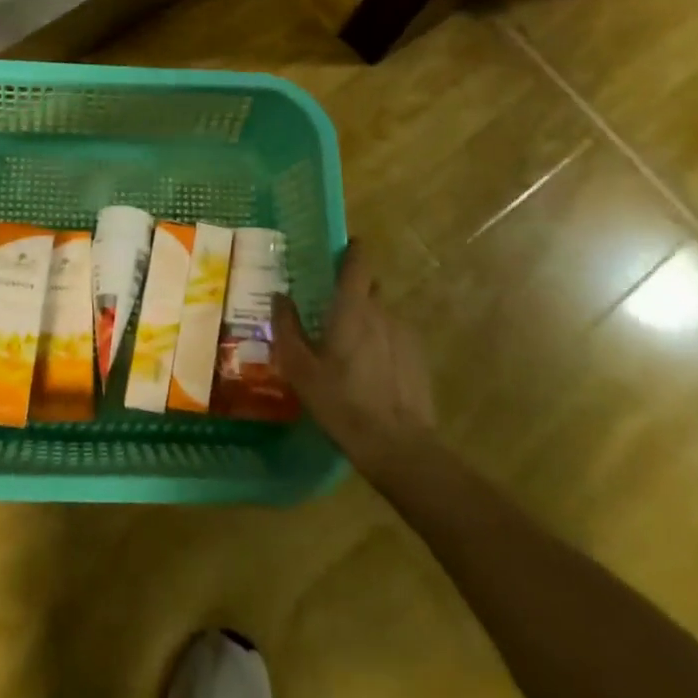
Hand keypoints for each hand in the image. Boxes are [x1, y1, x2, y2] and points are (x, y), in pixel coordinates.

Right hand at [273, 243, 436, 467]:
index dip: (350, 250)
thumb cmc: (342, 402)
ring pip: (381, 316)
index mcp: (353, 307)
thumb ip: (287, 328)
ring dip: (366, 323)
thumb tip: (279, 296)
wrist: (399, 447)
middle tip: (329, 312)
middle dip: (352, 293)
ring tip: (349, 351)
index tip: (337, 251)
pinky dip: (382, 345)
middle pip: (368, 288)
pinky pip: (395, 339)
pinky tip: (370, 374)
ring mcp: (405, 334)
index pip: (358, 261)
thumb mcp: (301, 369)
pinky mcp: (418, 358)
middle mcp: (382, 311)